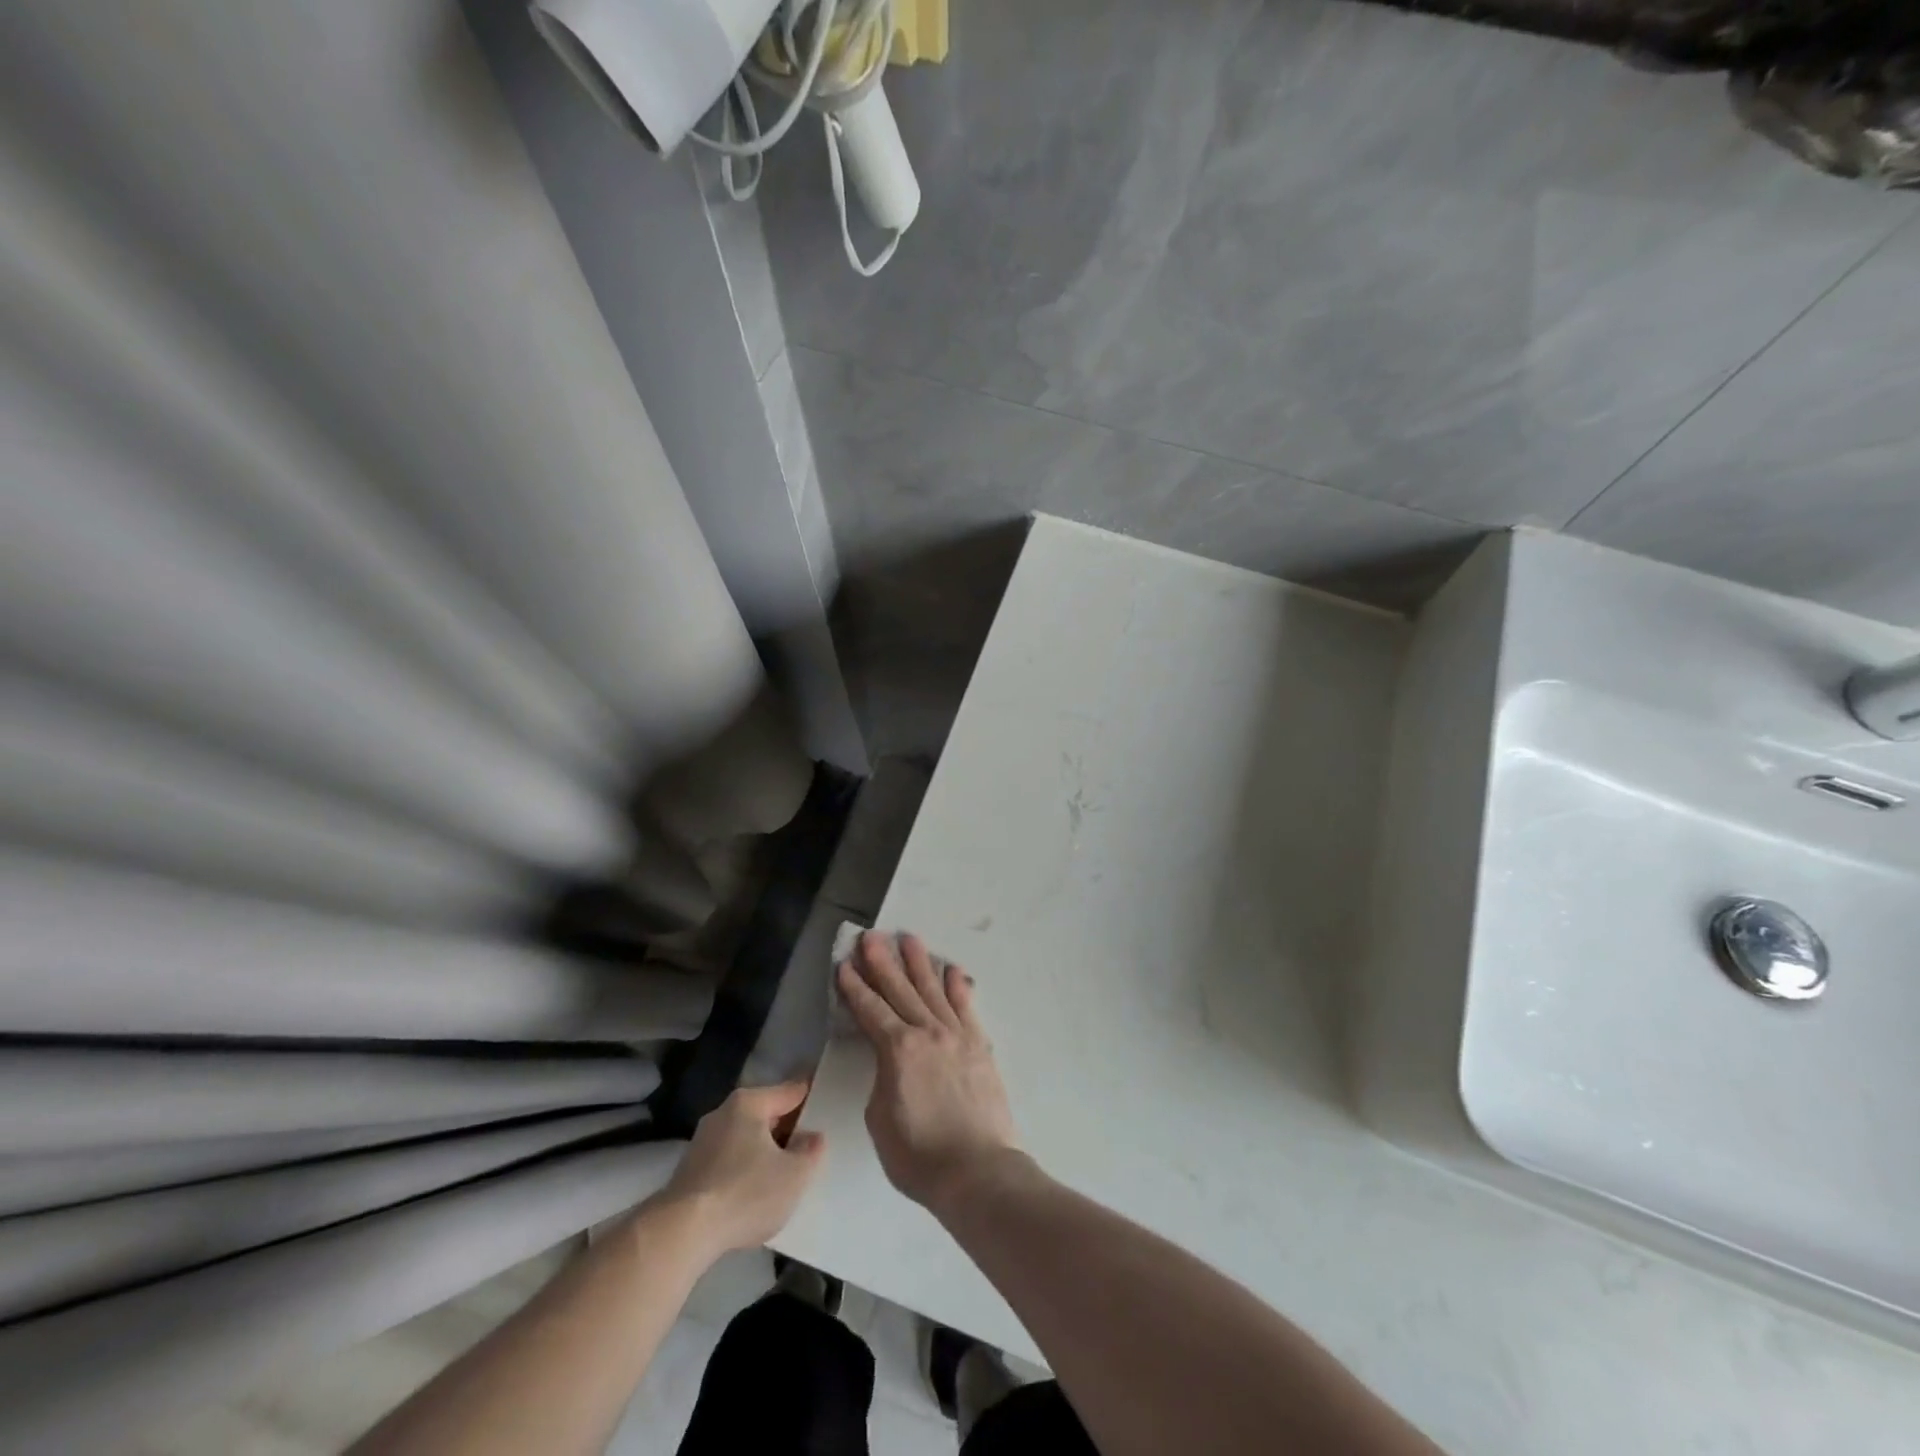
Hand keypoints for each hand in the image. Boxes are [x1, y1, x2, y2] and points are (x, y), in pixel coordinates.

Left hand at [651, 1083, 824, 1258]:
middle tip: (809, 1143)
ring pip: (745, 1139)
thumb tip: (812, 1137)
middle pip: (765, 1114)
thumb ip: (810, 1151)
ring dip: (764, 1151)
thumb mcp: (794, 1175)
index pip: (790, 1091)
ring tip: (784, 1171)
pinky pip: (729, 1161)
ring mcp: (703, 1142)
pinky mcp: (690, 1172)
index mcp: (750, 1103)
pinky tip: (754, 1192)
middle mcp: (723, 1113)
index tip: (826, 1099)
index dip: (811, 1095)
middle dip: (786, 1127)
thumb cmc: (745, 1193)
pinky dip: (744, 1170)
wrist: (681, 1234)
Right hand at [836, 931, 1018, 1212]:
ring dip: (919, 963)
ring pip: (933, 989)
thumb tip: (890, 1062)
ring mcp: (956, 1035)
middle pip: (900, 989)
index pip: (870, 1010)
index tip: (844, 964)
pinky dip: (958, 986)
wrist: (978, 1170)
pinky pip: (966, 1007)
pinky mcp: (979, 1045)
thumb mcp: (880, 1118)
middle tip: (871, 936)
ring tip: (909, 938)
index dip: (854, 987)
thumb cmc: (919, 1155)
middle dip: (882, 962)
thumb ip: (883, 1079)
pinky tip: (952, 969)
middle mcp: (927, 1032)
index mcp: (897, 1050)